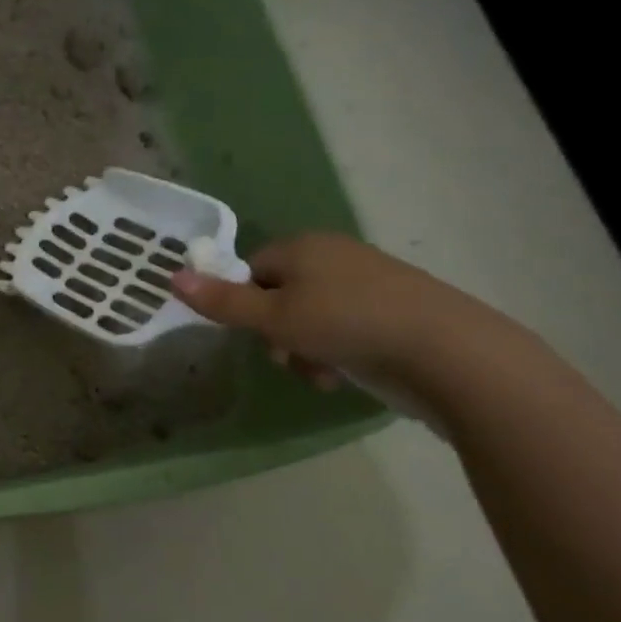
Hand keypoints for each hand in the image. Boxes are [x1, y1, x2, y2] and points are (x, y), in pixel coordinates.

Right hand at [170, 232, 494, 391]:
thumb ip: (222, 301)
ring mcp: (369, 283)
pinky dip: (336, 351)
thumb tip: (171, 276)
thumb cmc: (347, 325)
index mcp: (302, 246)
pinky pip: (345, 328)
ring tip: (318, 373)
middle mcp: (334, 256)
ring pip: (311, 317)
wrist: (449, 352)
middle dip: (275, 332)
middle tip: (283, 357)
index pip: (250, 268)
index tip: (251, 333)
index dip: (243, 302)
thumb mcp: (273, 318)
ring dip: (303, 348)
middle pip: (279, 294)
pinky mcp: (394, 312)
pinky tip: (343, 375)